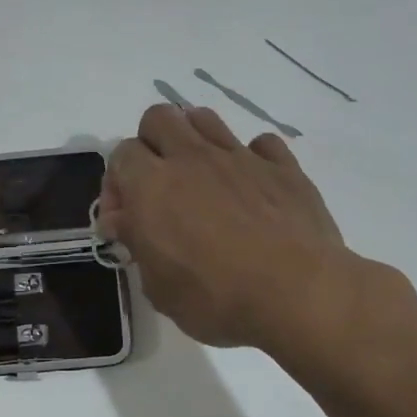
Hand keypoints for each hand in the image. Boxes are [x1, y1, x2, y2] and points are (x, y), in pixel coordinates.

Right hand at [100, 104, 416, 362]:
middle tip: (159, 186)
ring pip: (205, 118)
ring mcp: (241, 157)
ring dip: (193, 139)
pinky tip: (251, 187)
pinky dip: (250, 158)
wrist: (299, 294)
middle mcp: (192, 159)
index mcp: (153, 186)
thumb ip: (138, 245)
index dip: (117, 184)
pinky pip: (260, 144)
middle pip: (159, 117)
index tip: (126, 218)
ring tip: (200, 178)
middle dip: (151, 144)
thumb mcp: (160, 288)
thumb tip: (124, 220)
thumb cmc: (217, 299)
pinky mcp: (283, 167)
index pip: (121, 154)